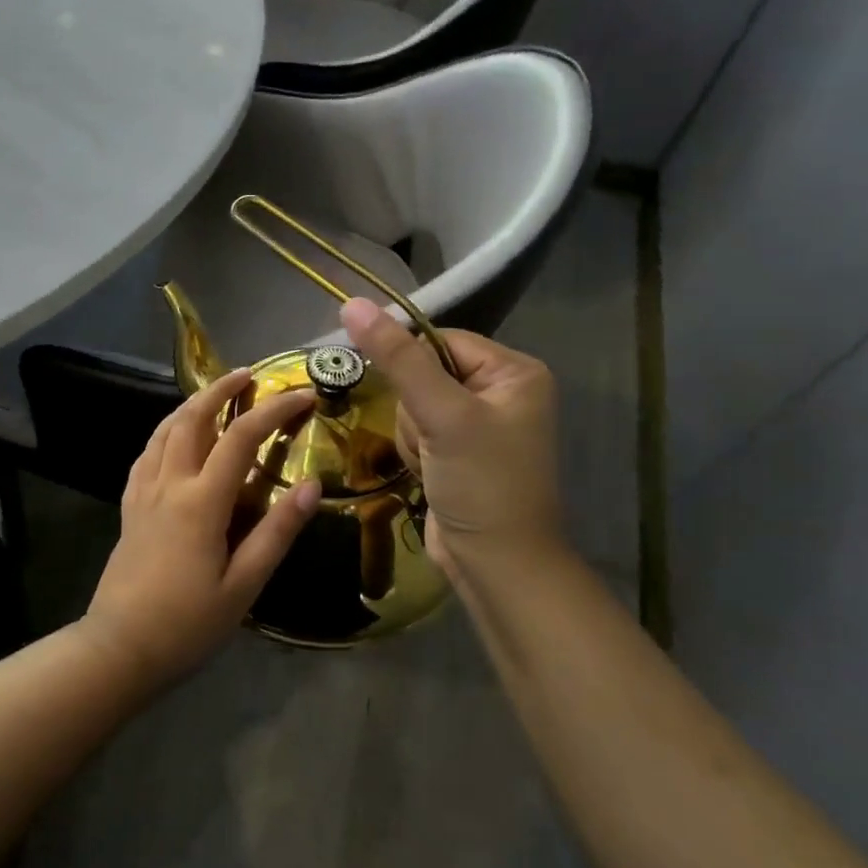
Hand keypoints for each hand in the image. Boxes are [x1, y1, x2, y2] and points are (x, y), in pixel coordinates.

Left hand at [80, 369, 320, 687]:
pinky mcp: (129, 506)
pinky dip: (165, 432)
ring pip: (164, 430)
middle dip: (221, 389)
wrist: (119, 648)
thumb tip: (311, 485)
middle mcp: (169, 484)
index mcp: (201, 501)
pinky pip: (146, 454)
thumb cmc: (188, 623)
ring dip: (191, 404)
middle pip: (193, 418)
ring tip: (213, 394)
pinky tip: (173, 436)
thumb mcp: (244, 585)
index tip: (302, 394)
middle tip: (247, 374)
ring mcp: (143, 492)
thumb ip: (277, 532)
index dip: (274, 410)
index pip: (242, 437)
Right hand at [339, 298, 565, 584]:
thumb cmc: (482, 484)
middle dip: (415, 411)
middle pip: (423, 373)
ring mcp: (478, 424)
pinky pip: (417, 430)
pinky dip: (414, 452)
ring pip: (413, 404)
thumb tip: (352, 303)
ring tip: (431, 464)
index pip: (440, 340)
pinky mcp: (458, 451)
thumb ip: (398, 358)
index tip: (410, 402)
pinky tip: (429, 475)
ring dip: (412, 435)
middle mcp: (500, 391)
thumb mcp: (442, 415)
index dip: (411, 366)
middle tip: (433, 442)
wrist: (497, 565)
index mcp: (514, 371)